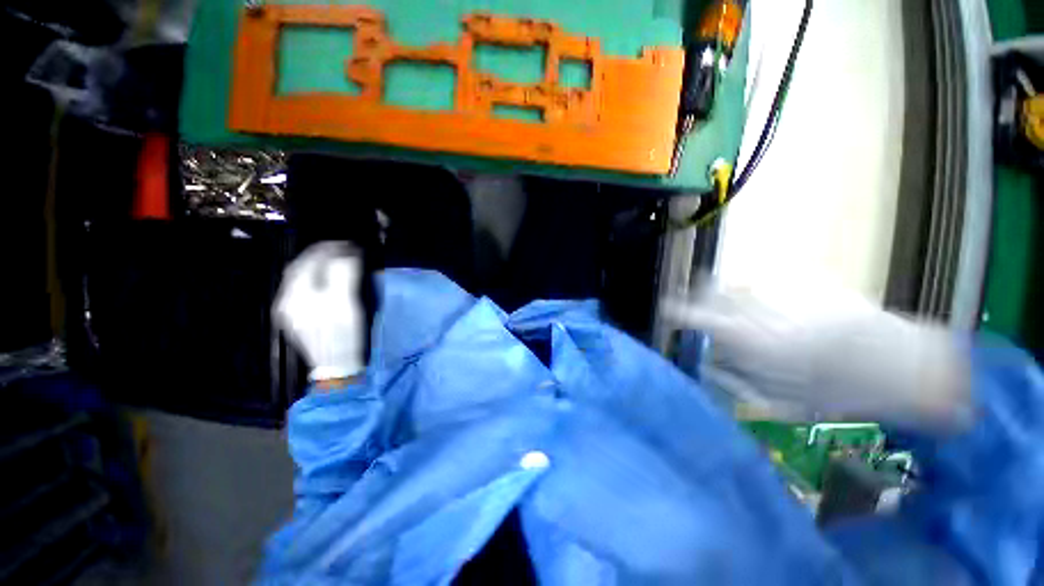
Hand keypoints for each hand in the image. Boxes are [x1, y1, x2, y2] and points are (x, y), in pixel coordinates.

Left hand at [274, 242, 365, 381]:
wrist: (334, 366)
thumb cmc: (349, 339)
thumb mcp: (350, 308)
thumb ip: (346, 278)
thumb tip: (348, 256)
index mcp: (306, 299)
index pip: (317, 263)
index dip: (334, 251)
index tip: (350, 245)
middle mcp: (290, 300)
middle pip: (301, 266)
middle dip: (320, 252)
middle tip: (340, 247)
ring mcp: (286, 308)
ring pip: (295, 274)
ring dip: (312, 261)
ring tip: (330, 256)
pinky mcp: (287, 314)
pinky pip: (294, 285)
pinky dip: (307, 273)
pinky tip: (319, 274)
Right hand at [662, 282, 971, 427]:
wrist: (900, 365)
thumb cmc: (839, 394)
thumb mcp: (781, 402)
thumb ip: (738, 381)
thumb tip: (709, 366)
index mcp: (753, 342)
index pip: (701, 319)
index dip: (679, 311)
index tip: (668, 309)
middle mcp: (763, 312)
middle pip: (717, 292)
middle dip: (701, 294)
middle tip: (699, 300)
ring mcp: (788, 293)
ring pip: (742, 283)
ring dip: (731, 290)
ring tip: (737, 300)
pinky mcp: (810, 281)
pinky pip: (774, 278)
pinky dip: (764, 285)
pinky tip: (774, 296)